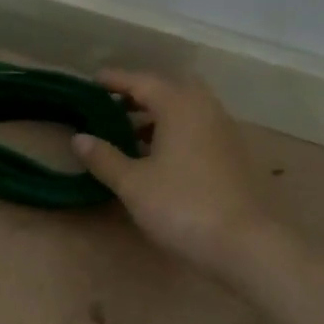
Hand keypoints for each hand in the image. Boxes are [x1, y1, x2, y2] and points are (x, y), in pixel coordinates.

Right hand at [72, 70, 265, 274]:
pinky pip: (198, 128)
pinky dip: (175, 130)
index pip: (143, 82)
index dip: (116, 80)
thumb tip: (79, 138)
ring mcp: (224, 133)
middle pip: (171, 89)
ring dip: (159, 113)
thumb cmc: (181, 205)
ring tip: (131, 131)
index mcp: (179, 107)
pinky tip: (160, 155)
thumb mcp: (133, 183)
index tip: (94, 80)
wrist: (244, 243)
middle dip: (142, 93)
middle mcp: (205, 110)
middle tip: (114, 104)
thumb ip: (104, 158)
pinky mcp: (233, 156)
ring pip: (187, 109)